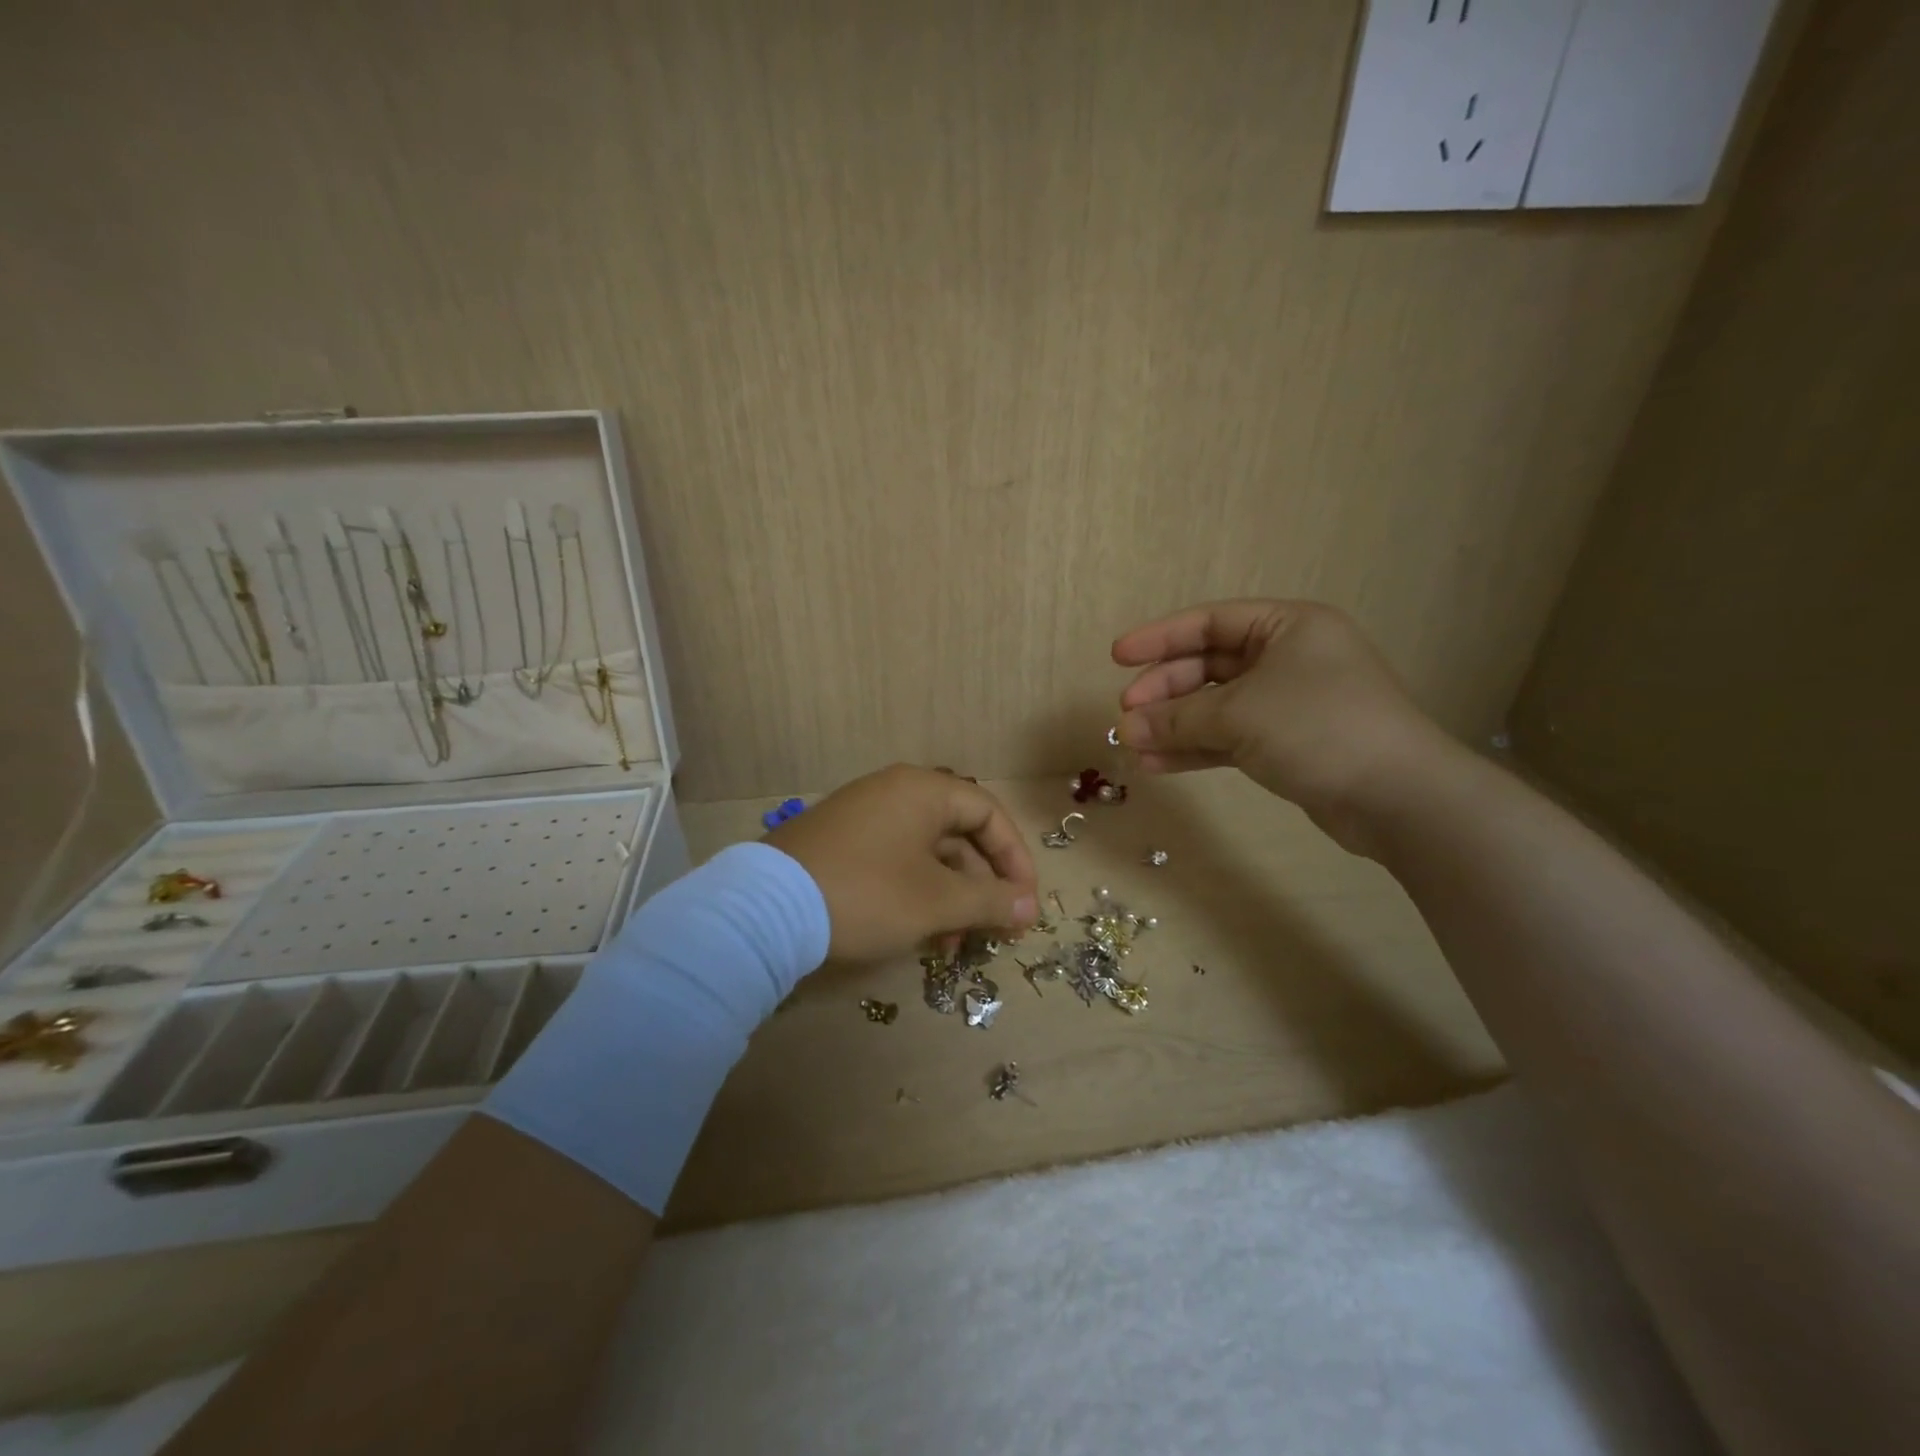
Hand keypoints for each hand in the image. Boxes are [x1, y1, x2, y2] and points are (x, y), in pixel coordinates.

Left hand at [765, 765, 1038, 960]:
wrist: (766, 910)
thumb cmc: (868, 894)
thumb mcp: (937, 901)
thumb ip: (991, 901)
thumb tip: (1030, 906)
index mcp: (924, 790)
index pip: (989, 813)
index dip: (1015, 859)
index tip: (1025, 903)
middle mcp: (895, 792)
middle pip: (958, 834)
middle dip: (981, 886)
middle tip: (993, 929)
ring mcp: (863, 815)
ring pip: (927, 853)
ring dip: (949, 897)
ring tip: (952, 945)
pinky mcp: (840, 842)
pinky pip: (896, 861)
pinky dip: (916, 893)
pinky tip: (918, 934)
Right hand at [1112, 600, 1457, 854]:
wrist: (1398, 797)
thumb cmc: (1319, 728)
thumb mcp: (1240, 714)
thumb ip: (1177, 717)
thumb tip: (1126, 727)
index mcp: (1288, 626)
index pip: (1210, 622)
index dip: (1159, 638)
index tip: (1117, 657)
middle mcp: (1288, 658)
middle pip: (1209, 666)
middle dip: (1165, 691)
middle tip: (1126, 714)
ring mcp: (1288, 703)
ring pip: (1216, 707)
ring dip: (1174, 725)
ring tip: (1132, 744)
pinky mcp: (1288, 744)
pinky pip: (1230, 738)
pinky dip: (1196, 749)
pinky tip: (1158, 765)